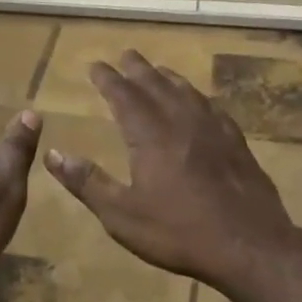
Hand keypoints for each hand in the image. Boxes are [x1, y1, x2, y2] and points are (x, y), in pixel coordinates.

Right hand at [46, 51, 300, 292]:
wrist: (249, 246)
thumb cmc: (178, 232)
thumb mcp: (121, 214)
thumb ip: (87, 182)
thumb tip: (52, 154)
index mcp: (151, 135)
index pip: (124, 96)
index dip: (108, 79)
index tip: (96, 65)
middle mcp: (182, 122)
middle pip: (157, 86)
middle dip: (138, 69)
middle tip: (126, 55)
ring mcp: (214, 131)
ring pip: (187, 93)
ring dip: (168, 78)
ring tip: (159, 71)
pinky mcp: (237, 144)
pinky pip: (213, 109)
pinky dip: (198, 98)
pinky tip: (201, 104)